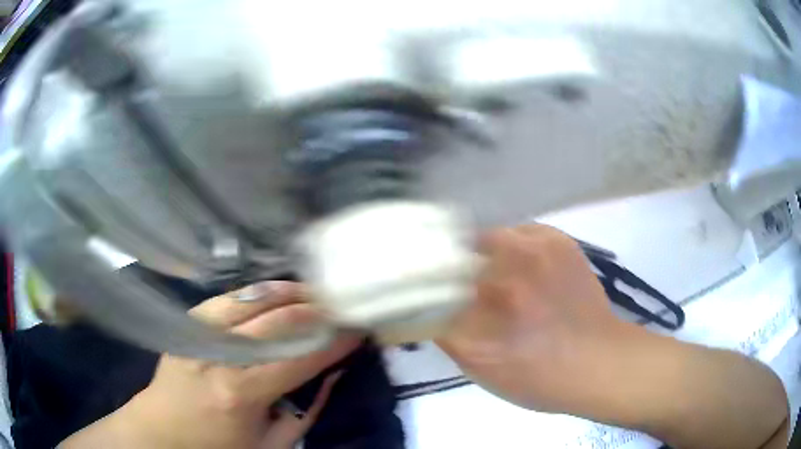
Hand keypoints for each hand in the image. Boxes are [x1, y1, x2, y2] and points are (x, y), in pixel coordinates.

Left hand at [61, 281, 359, 448]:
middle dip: (317, 309)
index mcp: (241, 392)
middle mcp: (218, 355)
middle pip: (277, 320)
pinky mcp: (187, 324)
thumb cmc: (220, 447)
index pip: (300, 356)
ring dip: (288, 292)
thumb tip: (332, 372)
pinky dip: (256, 292)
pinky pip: (228, 298)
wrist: (163, 431)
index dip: (334, 340)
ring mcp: (198, 333)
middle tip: (343, 303)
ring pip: (251, 299)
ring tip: (316, 290)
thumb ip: (306, 409)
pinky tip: (276, 292)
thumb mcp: (272, 444)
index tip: (358, 328)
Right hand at [437, 224, 787, 448]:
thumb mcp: (481, 369)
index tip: (408, 276)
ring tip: (484, 270)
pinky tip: (518, 265)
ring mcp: (535, 250)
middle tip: (444, 273)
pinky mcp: (557, 239)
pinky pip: (518, 231)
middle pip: (452, 250)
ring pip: (484, 236)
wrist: (599, 362)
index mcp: (481, 314)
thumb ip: (446, 332)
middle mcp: (505, 275)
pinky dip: (509, 244)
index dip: (415, 276)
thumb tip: (424, 302)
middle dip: (442, 259)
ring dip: (477, 250)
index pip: (428, 282)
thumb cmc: (539, 379)